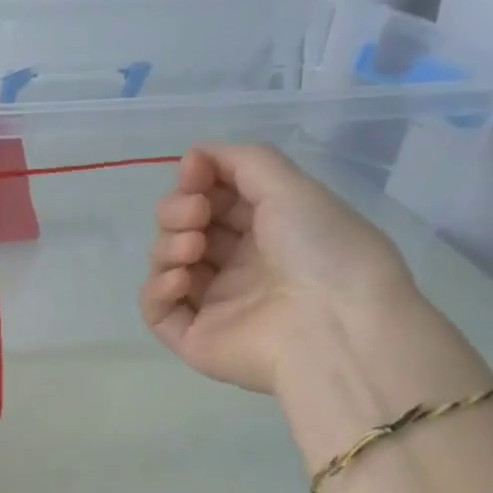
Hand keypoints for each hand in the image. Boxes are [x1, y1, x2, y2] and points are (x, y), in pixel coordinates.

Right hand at [139, 143, 418, 394]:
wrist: (335, 328)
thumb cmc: (323, 251)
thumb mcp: (292, 188)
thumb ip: (243, 160)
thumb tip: (195, 154)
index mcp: (269, 231)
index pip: (214, 200)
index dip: (197, 181)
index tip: (193, 171)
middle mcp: (240, 266)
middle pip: (183, 228)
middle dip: (178, 210)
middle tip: (195, 214)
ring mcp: (215, 304)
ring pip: (166, 264)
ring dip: (168, 245)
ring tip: (192, 247)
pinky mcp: (194, 338)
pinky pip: (157, 309)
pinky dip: (157, 289)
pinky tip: (180, 279)